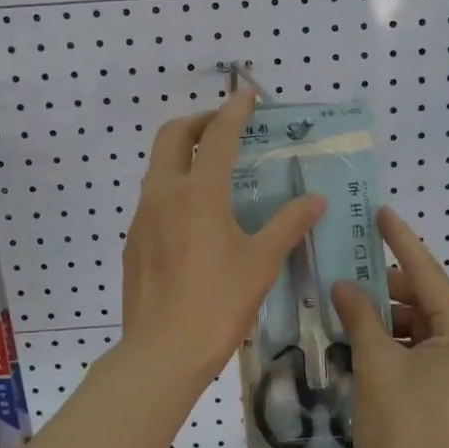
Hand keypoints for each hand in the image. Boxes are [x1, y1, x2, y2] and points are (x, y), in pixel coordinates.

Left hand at [120, 89, 325, 394]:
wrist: (161, 352)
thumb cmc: (218, 304)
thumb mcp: (261, 263)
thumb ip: (288, 225)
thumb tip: (315, 200)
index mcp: (198, 193)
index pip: (217, 136)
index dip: (234, 111)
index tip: (248, 95)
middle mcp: (163, 195)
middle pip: (171, 136)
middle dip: (197, 122)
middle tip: (223, 127)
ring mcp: (142, 218)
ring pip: (158, 168)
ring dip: (182, 156)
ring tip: (213, 172)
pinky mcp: (133, 242)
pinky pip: (153, 200)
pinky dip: (174, 189)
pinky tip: (195, 219)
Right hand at [332, 209, 448, 447]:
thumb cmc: (401, 426)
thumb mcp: (376, 363)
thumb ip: (360, 316)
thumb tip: (344, 285)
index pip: (427, 274)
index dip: (401, 240)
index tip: (380, 211)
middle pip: (422, 300)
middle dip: (384, 287)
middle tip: (345, 269)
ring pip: (416, 327)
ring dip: (381, 317)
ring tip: (342, 307)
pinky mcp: (443, 393)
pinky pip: (414, 352)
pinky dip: (387, 343)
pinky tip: (354, 340)